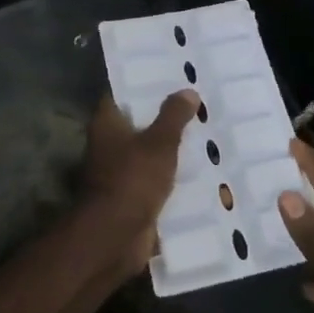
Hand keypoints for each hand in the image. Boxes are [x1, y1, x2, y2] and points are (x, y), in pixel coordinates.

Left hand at [78, 91, 200, 274]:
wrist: (115, 238)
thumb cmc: (132, 180)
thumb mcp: (159, 143)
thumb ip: (174, 116)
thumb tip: (187, 91)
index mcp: (107, 124)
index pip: (121, 94)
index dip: (144, 83)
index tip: (171, 75)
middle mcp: (109, 145)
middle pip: (139, 123)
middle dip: (166, 116)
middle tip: (198, 102)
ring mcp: (120, 173)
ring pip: (150, 152)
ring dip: (172, 148)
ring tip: (206, 132)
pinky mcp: (133, 197)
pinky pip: (156, 179)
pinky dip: (173, 175)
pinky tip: (201, 168)